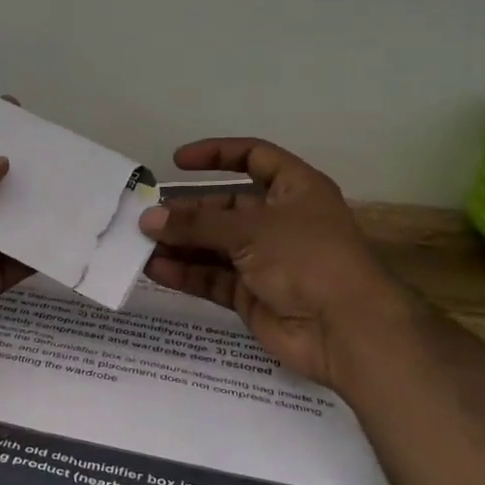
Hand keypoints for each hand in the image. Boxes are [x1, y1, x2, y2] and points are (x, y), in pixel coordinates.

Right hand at [140, 138, 412, 390]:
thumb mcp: (251, 230)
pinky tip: (156, 269)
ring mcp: (265, 260)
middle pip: (225, 207)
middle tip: (145, 216)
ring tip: (140, 244)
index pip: (254, 158)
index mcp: (295, 189)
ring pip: (214, 245)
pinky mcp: (252, 294)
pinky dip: (186, 273)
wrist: (344, 329)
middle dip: (187, 211)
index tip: (178, 162)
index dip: (217, 155)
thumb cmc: (307, 258)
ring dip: (180, 244)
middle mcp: (280, 221)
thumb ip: (197, 224)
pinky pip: (212, 278)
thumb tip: (148, 219)